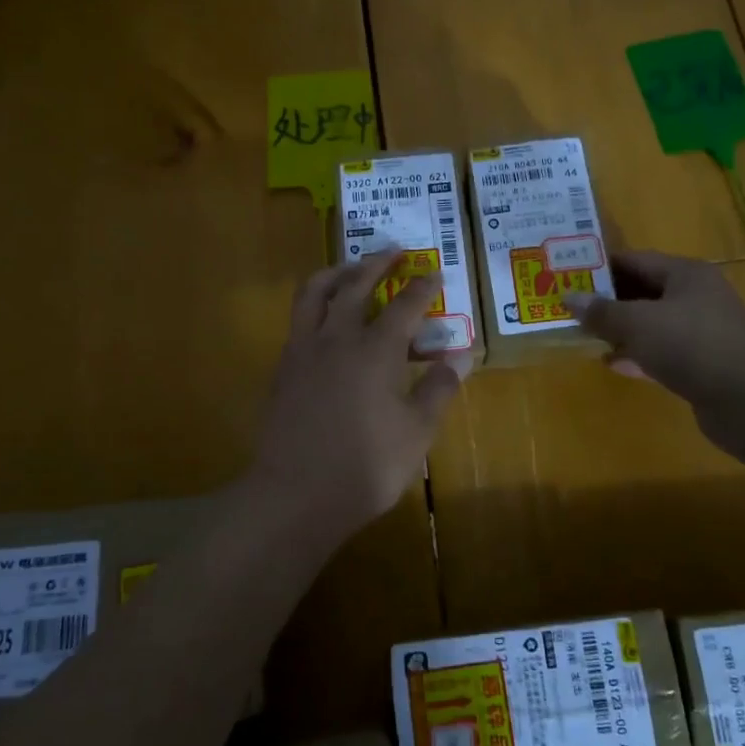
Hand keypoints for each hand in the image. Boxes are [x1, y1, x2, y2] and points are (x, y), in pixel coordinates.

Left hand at [248, 250, 472, 542]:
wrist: (295, 494)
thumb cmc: (366, 466)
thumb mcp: (417, 433)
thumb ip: (438, 390)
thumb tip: (461, 357)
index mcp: (375, 350)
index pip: (405, 305)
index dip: (423, 287)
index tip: (435, 273)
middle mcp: (337, 338)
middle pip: (355, 284)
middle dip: (376, 263)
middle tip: (393, 251)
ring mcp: (303, 350)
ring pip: (315, 293)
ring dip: (336, 273)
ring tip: (351, 268)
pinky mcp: (283, 368)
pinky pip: (299, 320)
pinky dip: (316, 305)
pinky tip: (325, 320)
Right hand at [563, 251, 744, 417]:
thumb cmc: (691, 346)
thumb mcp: (638, 323)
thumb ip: (602, 311)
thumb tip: (568, 297)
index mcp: (686, 274)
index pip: (636, 259)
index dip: (602, 266)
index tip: (569, 274)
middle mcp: (696, 297)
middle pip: (644, 291)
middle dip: (608, 300)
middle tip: (571, 306)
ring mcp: (702, 332)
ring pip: (652, 324)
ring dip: (621, 329)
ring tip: (584, 335)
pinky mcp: (702, 364)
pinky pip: (662, 352)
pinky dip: (637, 355)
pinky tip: (611, 364)